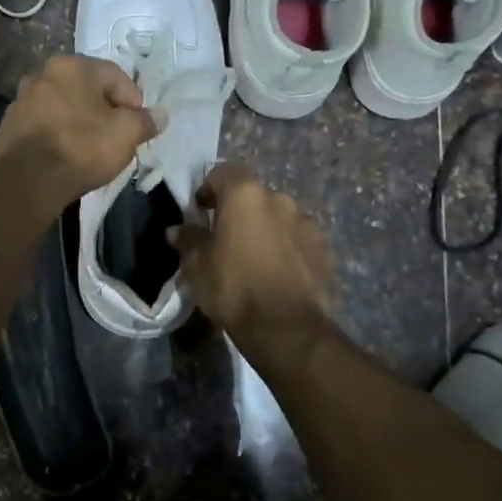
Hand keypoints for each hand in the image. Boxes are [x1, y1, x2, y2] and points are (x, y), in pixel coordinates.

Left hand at [0, 55, 159, 209]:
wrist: (28, 181)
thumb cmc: (82, 148)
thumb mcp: (126, 134)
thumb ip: (145, 121)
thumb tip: (160, 115)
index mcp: (72, 66)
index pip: (115, 75)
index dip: (133, 101)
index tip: (138, 126)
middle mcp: (42, 74)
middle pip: (86, 89)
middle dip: (104, 110)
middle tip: (116, 136)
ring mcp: (21, 100)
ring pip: (62, 106)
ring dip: (78, 121)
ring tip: (90, 148)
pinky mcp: (8, 126)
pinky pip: (42, 125)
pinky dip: (56, 134)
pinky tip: (64, 155)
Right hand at [171, 163, 335, 344]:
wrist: (286, 328)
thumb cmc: (233, 288)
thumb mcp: (197, 266)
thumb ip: (188, 240)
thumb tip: (177, 230)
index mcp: (245, 195)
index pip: (223, 172)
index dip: (209, 189)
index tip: (201, 211)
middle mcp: (279, 199)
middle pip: (253, 196)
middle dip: (240, 212)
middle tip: (227, 239)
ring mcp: (307, 223)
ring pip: (278, 218)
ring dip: (266, 230)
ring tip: (255, 259)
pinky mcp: (324, 248)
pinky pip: (298, 240)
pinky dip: (287, 248)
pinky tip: (278, 273)